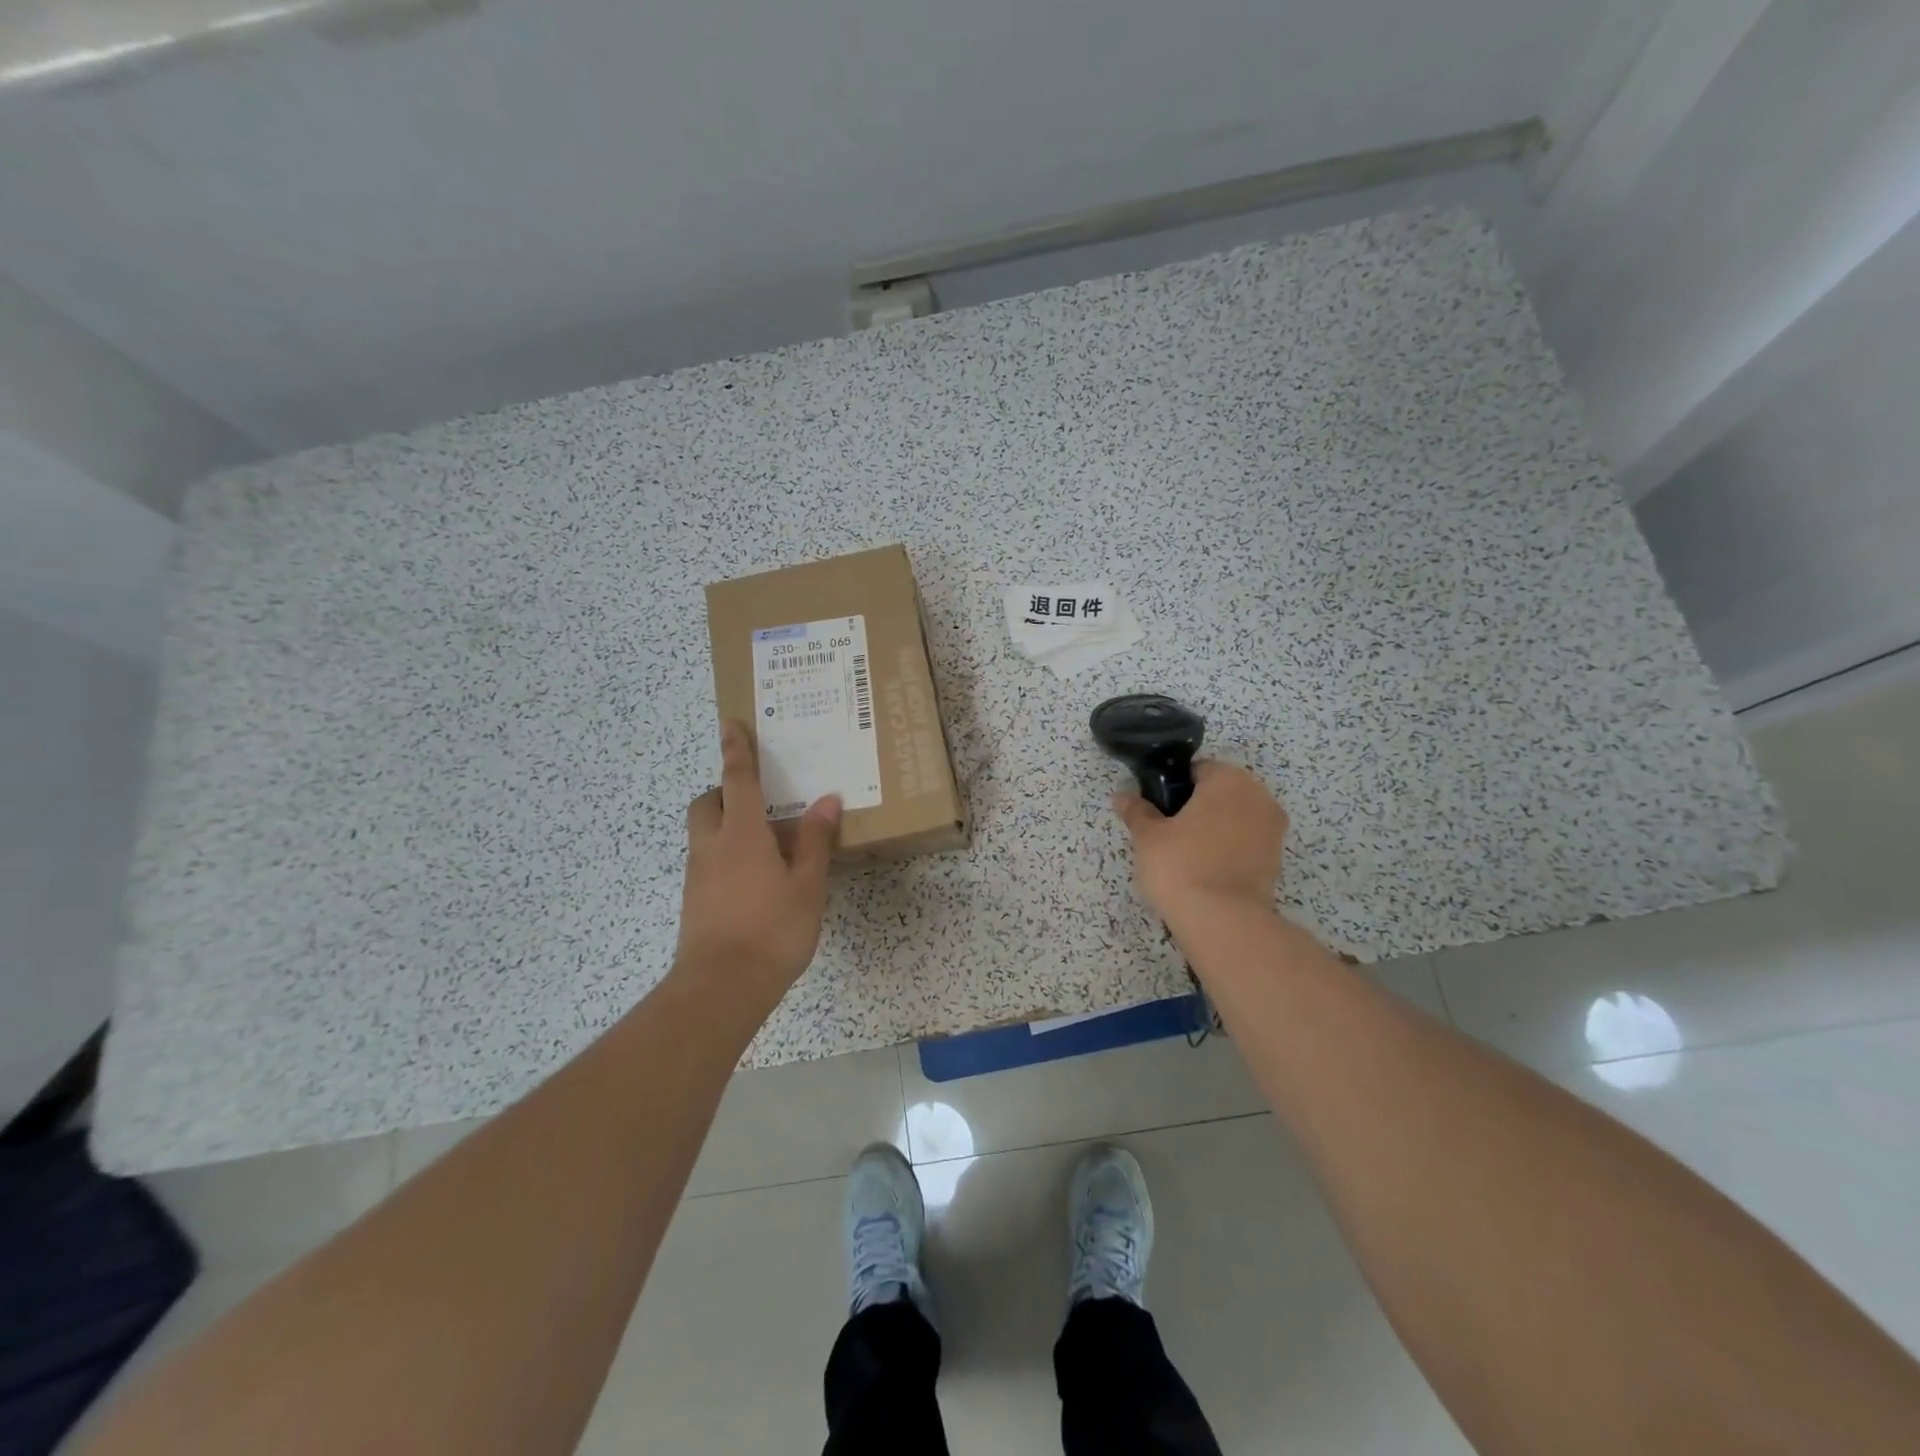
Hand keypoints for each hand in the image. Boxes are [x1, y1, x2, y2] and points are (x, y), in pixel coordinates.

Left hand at [675, 721, 841, 1008]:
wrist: (720, 988)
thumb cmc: (771, 931)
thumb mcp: (806, 885)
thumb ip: (814, 841)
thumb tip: (827, 800)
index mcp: (742, 834)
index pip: (738, 780)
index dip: (736, 750)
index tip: (729, 723)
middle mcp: (713, 846)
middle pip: (708, 802)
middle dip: (725, 789)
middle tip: (756, 797)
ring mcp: (698, 874)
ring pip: (705, 832)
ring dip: (726, 822)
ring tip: (764, 839)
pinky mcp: (694, 900)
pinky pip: (707, 859)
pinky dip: (725, 852)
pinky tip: (753, 876)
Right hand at [1112, 760, 1286, 927]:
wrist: (1223, 921)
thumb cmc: (1181, 865)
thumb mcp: (1148, 836)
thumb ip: (1137, 812)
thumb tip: (1122, 797)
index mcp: (1229, 779)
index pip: (1198, 770)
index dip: (1174, 788)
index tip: (1158, 810)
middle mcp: (1259, 796)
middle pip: (1221, 793)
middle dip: (1198, 808)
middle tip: (1169, 833)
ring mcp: (1273, 830)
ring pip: (1236, 819)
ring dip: (1215, 830)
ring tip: (1187, 856)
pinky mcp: (1277, 861)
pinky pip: (1246, 844)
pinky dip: (1229, 851)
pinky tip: (1206, 871)